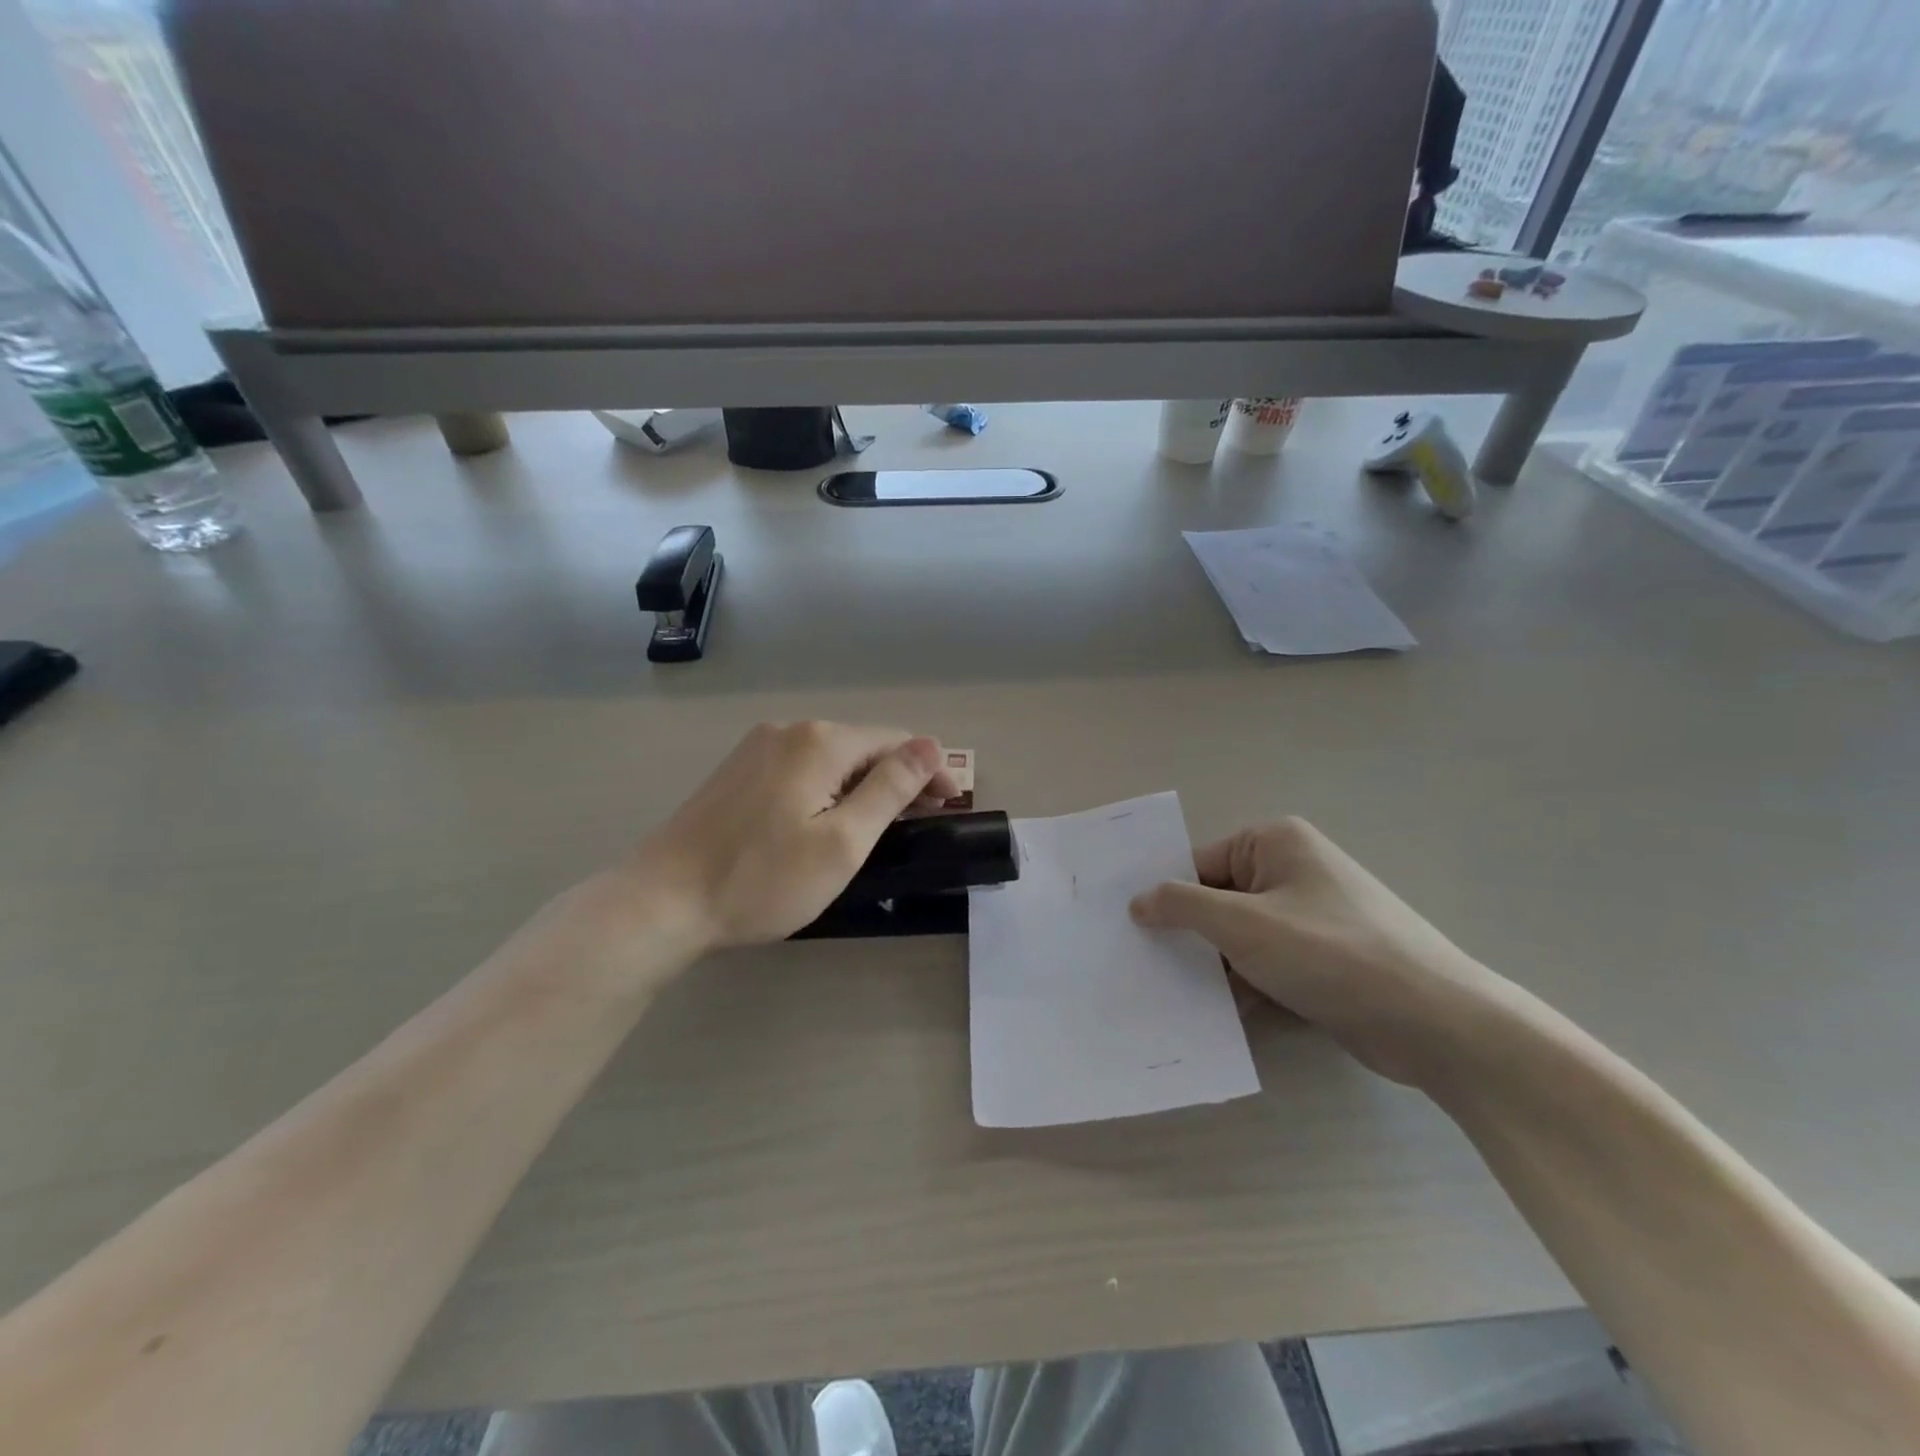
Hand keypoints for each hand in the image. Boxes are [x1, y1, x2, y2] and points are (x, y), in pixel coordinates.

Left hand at [603, 721, 957, 959]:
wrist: (662, 901)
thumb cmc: (762, 879)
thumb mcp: (842, 842)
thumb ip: (891, 789)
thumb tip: (930, 746)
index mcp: (820, 741)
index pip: (896, 742)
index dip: (930, 771)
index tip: (950, 808)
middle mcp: (789, 730)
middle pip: (863, 746)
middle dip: (898, 778)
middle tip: (920, 824)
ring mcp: (757, 747)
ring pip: (832, 758)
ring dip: (864, 785)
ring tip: (880, 826)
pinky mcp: (739, 770)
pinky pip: (802, 767)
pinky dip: (829, 788)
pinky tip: (829, 818)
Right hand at [1129, 818, 1507, 1087]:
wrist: (1434, 1022)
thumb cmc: (1330, 953)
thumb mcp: (1242, 924)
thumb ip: (1182, 906)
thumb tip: (1138, 900)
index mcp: (1275, 843)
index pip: (1200, 863)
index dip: (1164, 894)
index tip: (1126, 927)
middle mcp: (1292, 871)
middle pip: (1218, 900)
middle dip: (1186, 934)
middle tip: (1136, 962)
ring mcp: (1310, 918)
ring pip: (1239, 937)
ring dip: (1212, 966)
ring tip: (1163, 994)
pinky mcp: (1322, 961)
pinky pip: (1265, 965)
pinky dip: (1241, 986)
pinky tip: (1209, 1015)